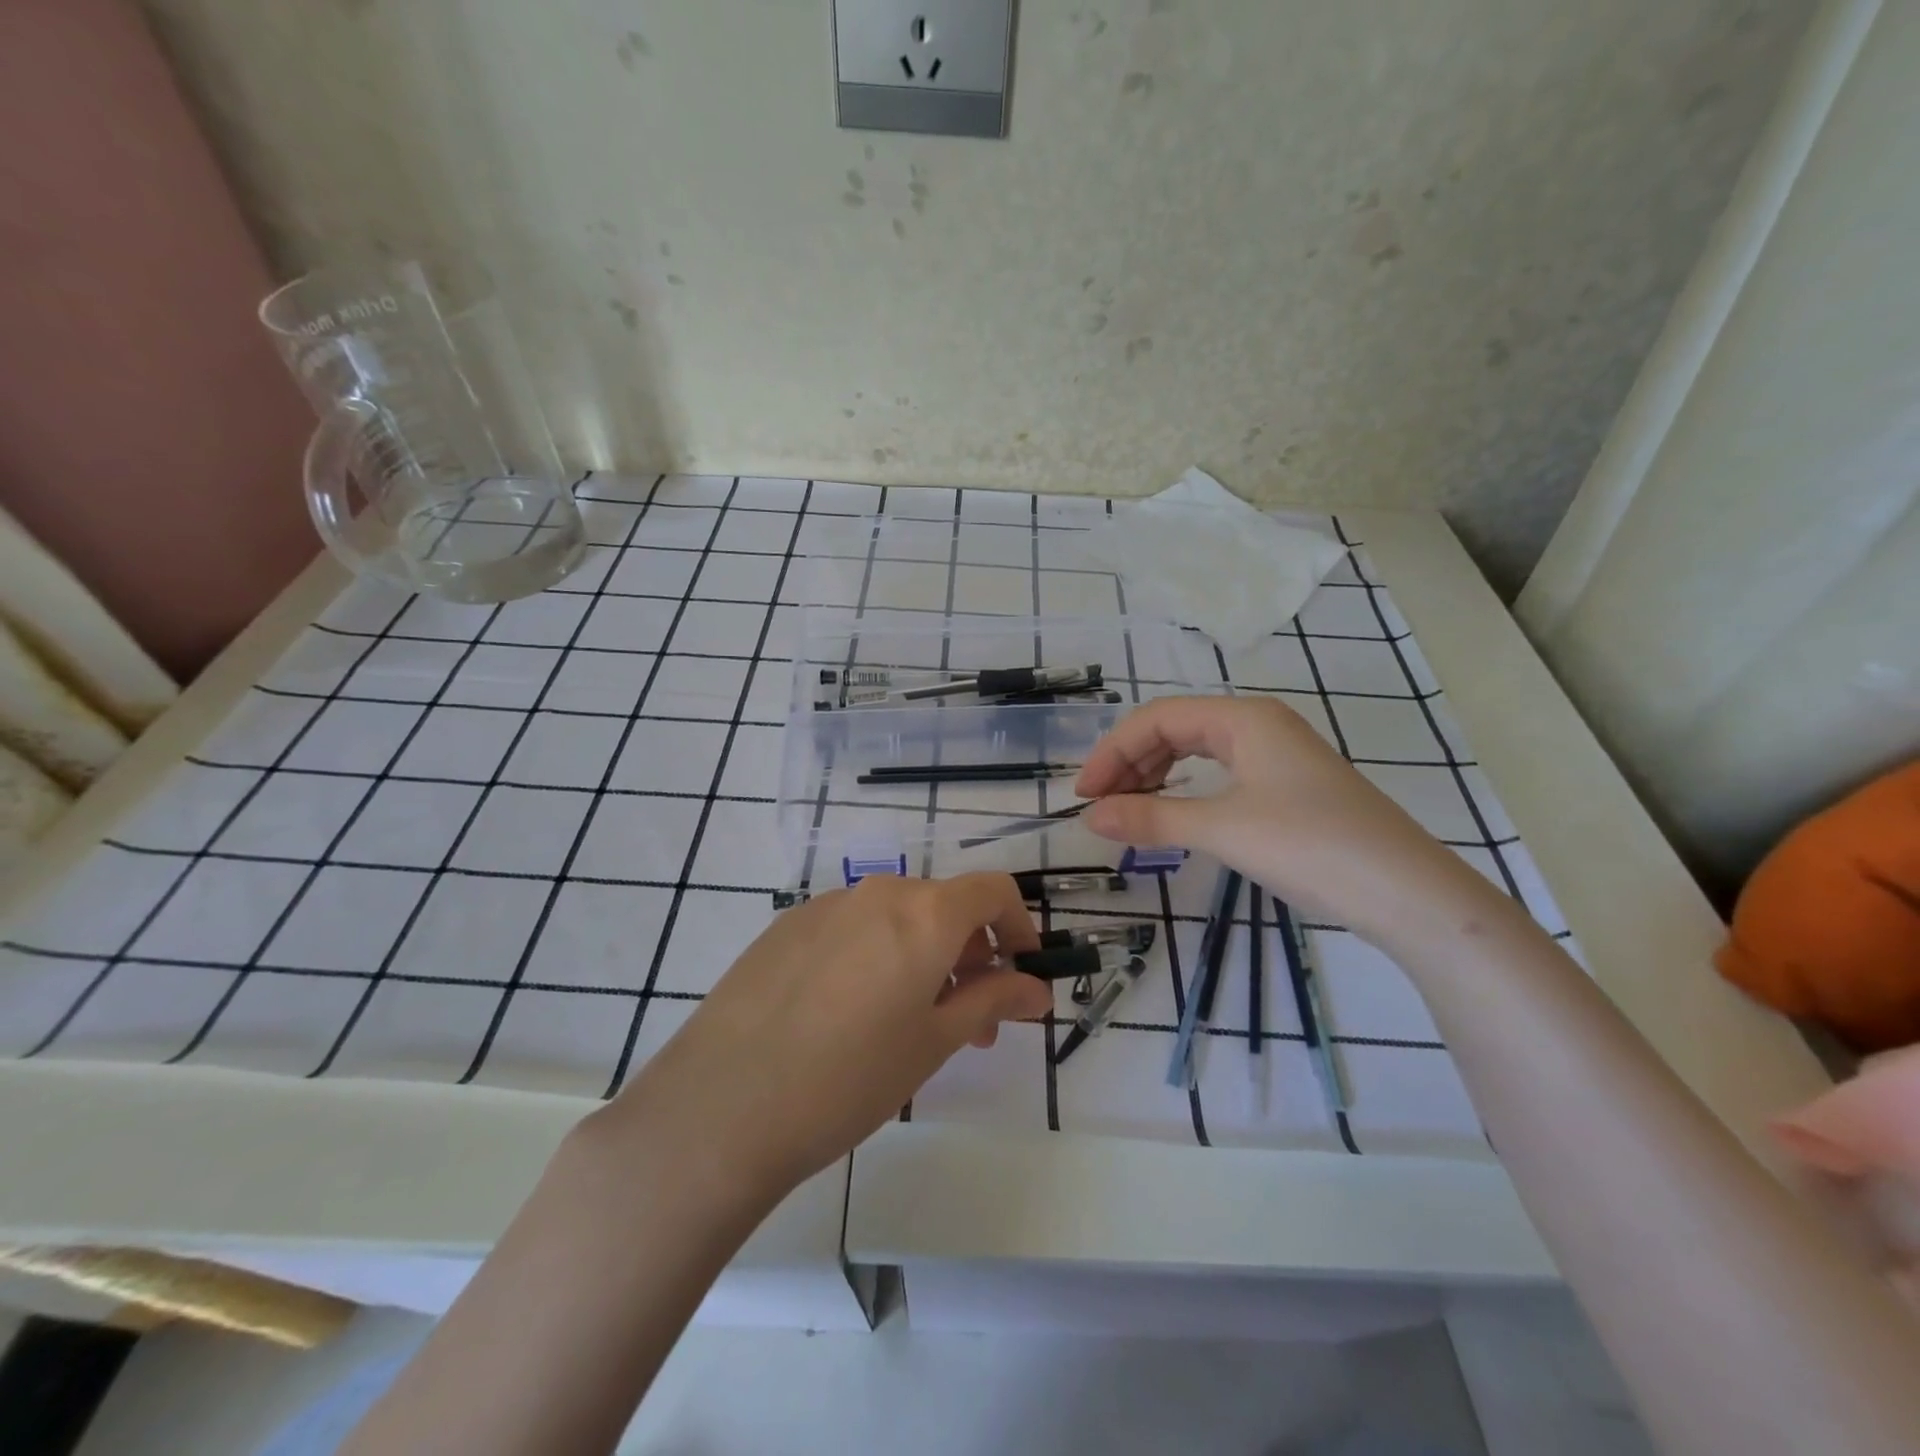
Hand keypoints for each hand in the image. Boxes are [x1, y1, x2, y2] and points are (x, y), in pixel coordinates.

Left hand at [607, 873, 1050, 1203]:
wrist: (724, 1103)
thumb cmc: (851, 1076)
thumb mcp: (935, 1043)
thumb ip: (991, 1001)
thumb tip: (1034, 987)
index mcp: (924, 912)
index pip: (993, 890)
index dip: (1018, 924)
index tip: (1020, 971)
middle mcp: (877, 892)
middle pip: (943, 905)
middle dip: (970, 954)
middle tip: (970, 1022)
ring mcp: (825, 905)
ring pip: (895, 918)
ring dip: (922, 957)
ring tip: (912, 1025)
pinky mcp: (786, 926)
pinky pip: (851, 928)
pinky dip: (875, 956)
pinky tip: (849, 1016)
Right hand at [1075, 697, 1492, 946]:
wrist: (1409, 894)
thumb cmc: (1311, 847)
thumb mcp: (1222, 830)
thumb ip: (1151, 817)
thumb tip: (1089, 817)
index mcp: (1243, 718)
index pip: (1157, 718)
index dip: (1112, 752)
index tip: (1083, 795)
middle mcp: (1259, 725)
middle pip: (1175, 729)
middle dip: (1131, 763)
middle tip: (1100, 805)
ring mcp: (1277, 755)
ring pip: (1197, 751)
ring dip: (1156, 776)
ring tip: (1128, 811)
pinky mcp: (1289, 786)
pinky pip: (1220, 774)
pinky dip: (1187, 790)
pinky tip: (1175, 813)